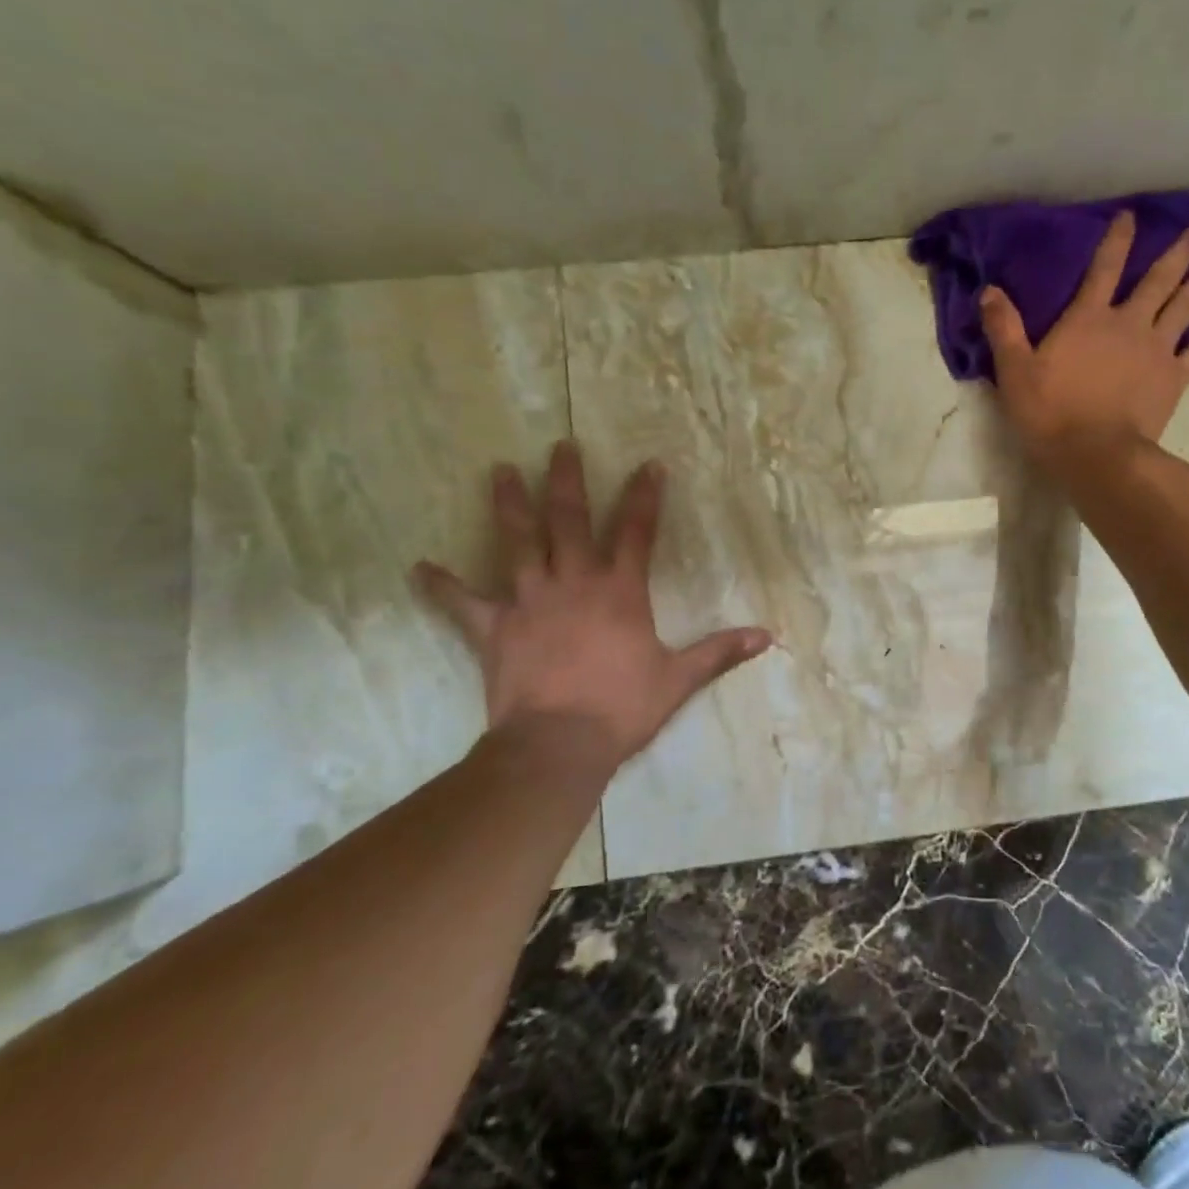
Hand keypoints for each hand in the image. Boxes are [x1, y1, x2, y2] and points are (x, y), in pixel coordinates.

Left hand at [416, 441, 771, 767]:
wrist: (559, 743)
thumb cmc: (622, 707)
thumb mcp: (679, 678)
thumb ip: (720, 651)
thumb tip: (767, 636)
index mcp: (620, 591)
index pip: (637, 532)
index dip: (645, 496)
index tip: (649, 464)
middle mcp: (574, 582)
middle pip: (569, 521)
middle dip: (566, 481)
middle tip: (560, 444)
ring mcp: (530, 601)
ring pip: (518, 543)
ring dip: (510, 505)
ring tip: (501, 471)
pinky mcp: (495, 628)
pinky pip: (464, 603)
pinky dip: (443, 586)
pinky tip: (420, 567)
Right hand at [980, 210, 1188, 468]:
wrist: (1094, 453)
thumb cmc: (1050, 413)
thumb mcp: (1014, 371)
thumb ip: (1003, 328)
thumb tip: (989, 290)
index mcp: (1088, 318)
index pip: (1103, 268)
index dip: (1117, 240)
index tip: (1131, 215)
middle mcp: (1128, 324)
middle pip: (1158, 280)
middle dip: (1177, 253)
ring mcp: (1157, 349)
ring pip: (1186, 306)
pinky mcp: (1175, 377)